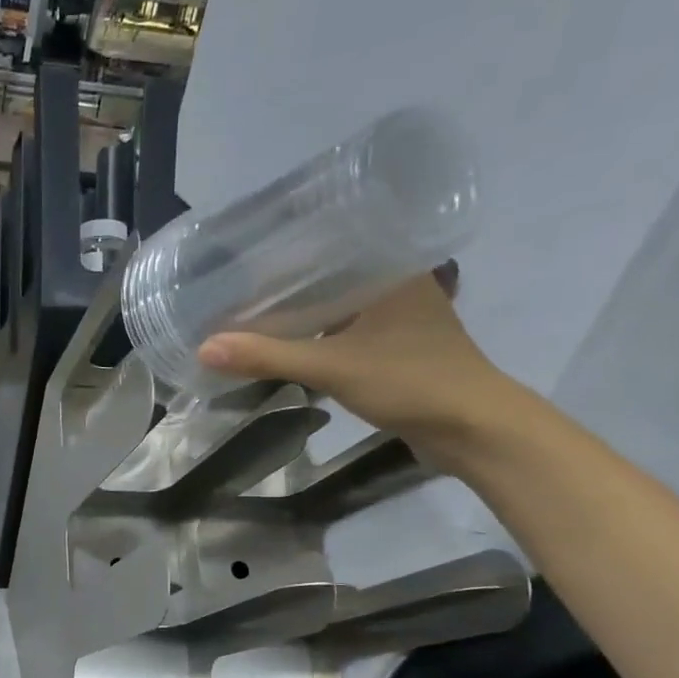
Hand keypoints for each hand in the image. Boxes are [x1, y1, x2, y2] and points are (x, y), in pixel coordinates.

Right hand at [196, 273, 521, 457]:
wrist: (473, 429)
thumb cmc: (411, 382)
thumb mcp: (332, 367)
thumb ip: (269, 356)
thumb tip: (205, 348)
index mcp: (390, 269)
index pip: (327, 247)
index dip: (283, 255)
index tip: (239, 261)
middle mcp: (396, 285)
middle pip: (327, 279)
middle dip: (283, 289)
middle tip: (233, 292)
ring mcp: (398, 319)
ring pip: (335, 309)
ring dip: (298, 316)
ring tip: (249, 317)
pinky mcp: (395, 349)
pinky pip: (343, 334)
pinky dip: (314, 339)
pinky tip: (285, 346)